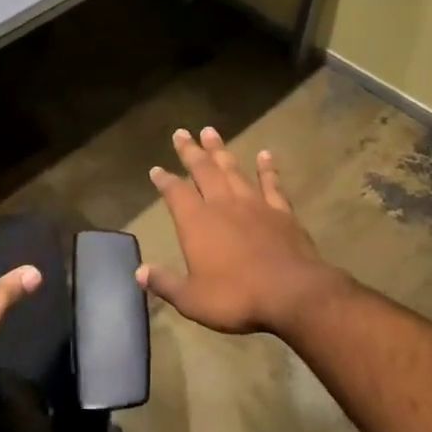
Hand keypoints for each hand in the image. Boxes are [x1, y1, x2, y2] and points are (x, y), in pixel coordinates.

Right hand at [139, 127, 349, 336]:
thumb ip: (165, 283)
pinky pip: (271, 183)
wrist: (292, 293)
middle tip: (181, 132)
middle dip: (190, 151)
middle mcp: (223, 204)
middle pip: (203, 170)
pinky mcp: (281, 211)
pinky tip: (265, 155)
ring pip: (233, 169)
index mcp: (197, 222)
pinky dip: (267, 168)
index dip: (164, 181)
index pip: (175, 193)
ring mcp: (254, 204)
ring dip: (221, 151)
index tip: (156, 169)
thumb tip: (139, 272)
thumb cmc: (236, 297)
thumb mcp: (192, 299)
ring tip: (211, 132)